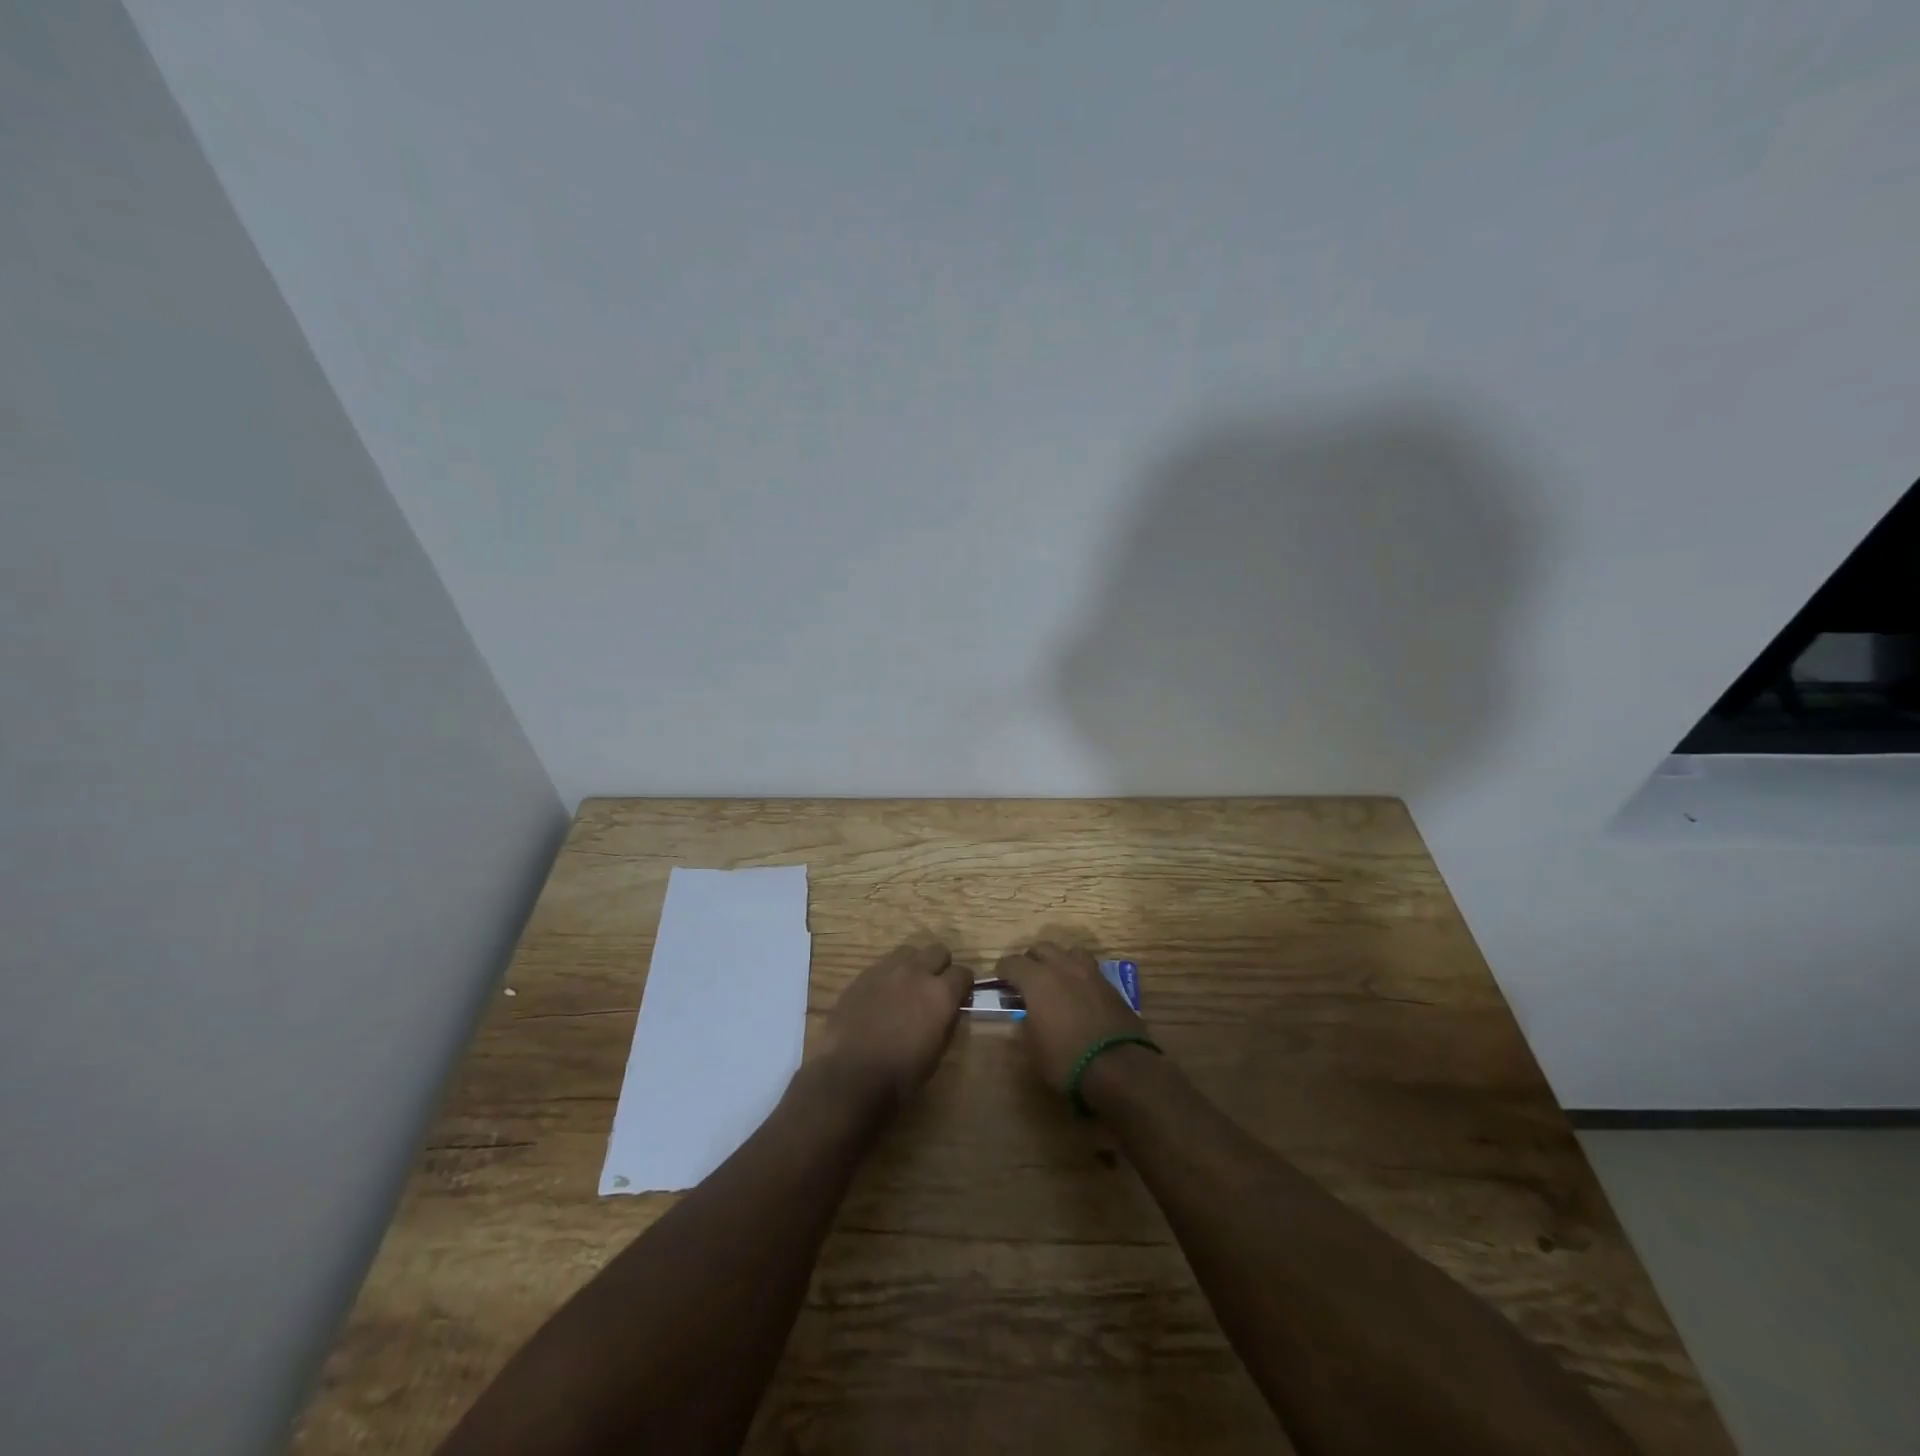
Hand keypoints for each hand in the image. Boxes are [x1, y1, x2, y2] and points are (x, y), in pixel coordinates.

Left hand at [814, 939, 968, 1110]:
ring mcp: (887, 969)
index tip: (960, 996)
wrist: (849, 1073)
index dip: (963, 985)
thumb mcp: (936, 1053)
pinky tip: (883, 994)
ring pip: (909, 951)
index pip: (963, 973)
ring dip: (914, 964)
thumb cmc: (899, 1074)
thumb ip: (944, 1022)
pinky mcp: (863, 974)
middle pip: (938, 951)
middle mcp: (917, 972)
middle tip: (935, 987)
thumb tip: (946, 1010)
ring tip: (908, 985)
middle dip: (941, 966)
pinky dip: (890, 974)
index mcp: (941, 994)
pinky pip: (884, 964)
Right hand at [994, 942, 1145, 1092]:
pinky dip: (1078, 973)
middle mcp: (1062, 966)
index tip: (1000, 980)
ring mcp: (1089, 972)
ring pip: (1068, 951)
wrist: (1118, 1066)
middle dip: (1031, 960)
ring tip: (1055, 978)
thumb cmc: (1066, 1059)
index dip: (1003, 970)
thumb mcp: (1033, 1047)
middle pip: (1041, 948)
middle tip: (1026, 979)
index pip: (1012, 962)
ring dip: (1058, 960)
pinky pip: (1088, 967)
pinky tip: (1078, 991)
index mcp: (1037, 979)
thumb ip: (1025, 1023)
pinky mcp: (1109, 984)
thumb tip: (1026, 1014)